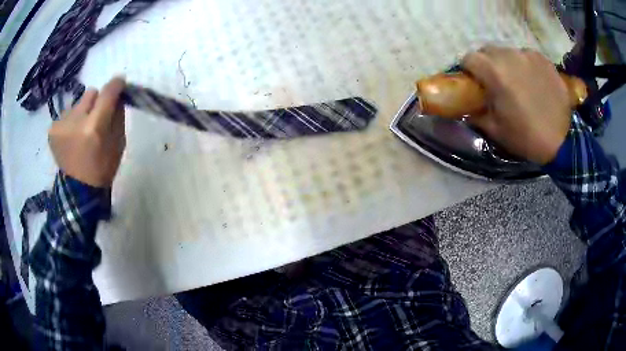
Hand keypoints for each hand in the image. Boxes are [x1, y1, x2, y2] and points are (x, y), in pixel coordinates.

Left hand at [49, 77, 125, 187]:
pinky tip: (71, 137)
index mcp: (94, 127)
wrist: (79, 190)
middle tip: (96, 117)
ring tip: (80, 132)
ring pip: (77, 104)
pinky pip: (66, 114)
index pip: (107, 92)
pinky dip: (70, 122)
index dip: (116, 84)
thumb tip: (117, 96)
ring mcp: (61, 124)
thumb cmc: (102, 168)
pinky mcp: (52, 129)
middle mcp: (75, 120)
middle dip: (96, 101)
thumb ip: (118, 116)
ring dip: (82, 112)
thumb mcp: (118, 143)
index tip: (119, 83)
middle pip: (90, 93)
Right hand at [461, 46, 571, 164]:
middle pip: (488, 51)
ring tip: (518, 82)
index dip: (468, 70)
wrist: (562, 142)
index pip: (469, 58)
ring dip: (507, 64)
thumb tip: (466, 107)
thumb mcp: (495, 130)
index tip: (474, 82)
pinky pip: (527, 56)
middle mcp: (510, 56)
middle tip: (495, 82)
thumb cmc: (526, 137)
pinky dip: (525, 65)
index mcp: (495, 72)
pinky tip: (533, 82)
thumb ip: (476, 113)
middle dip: (487, 64)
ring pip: (508, 52)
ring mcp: (528, 55)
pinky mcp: (544, 59)